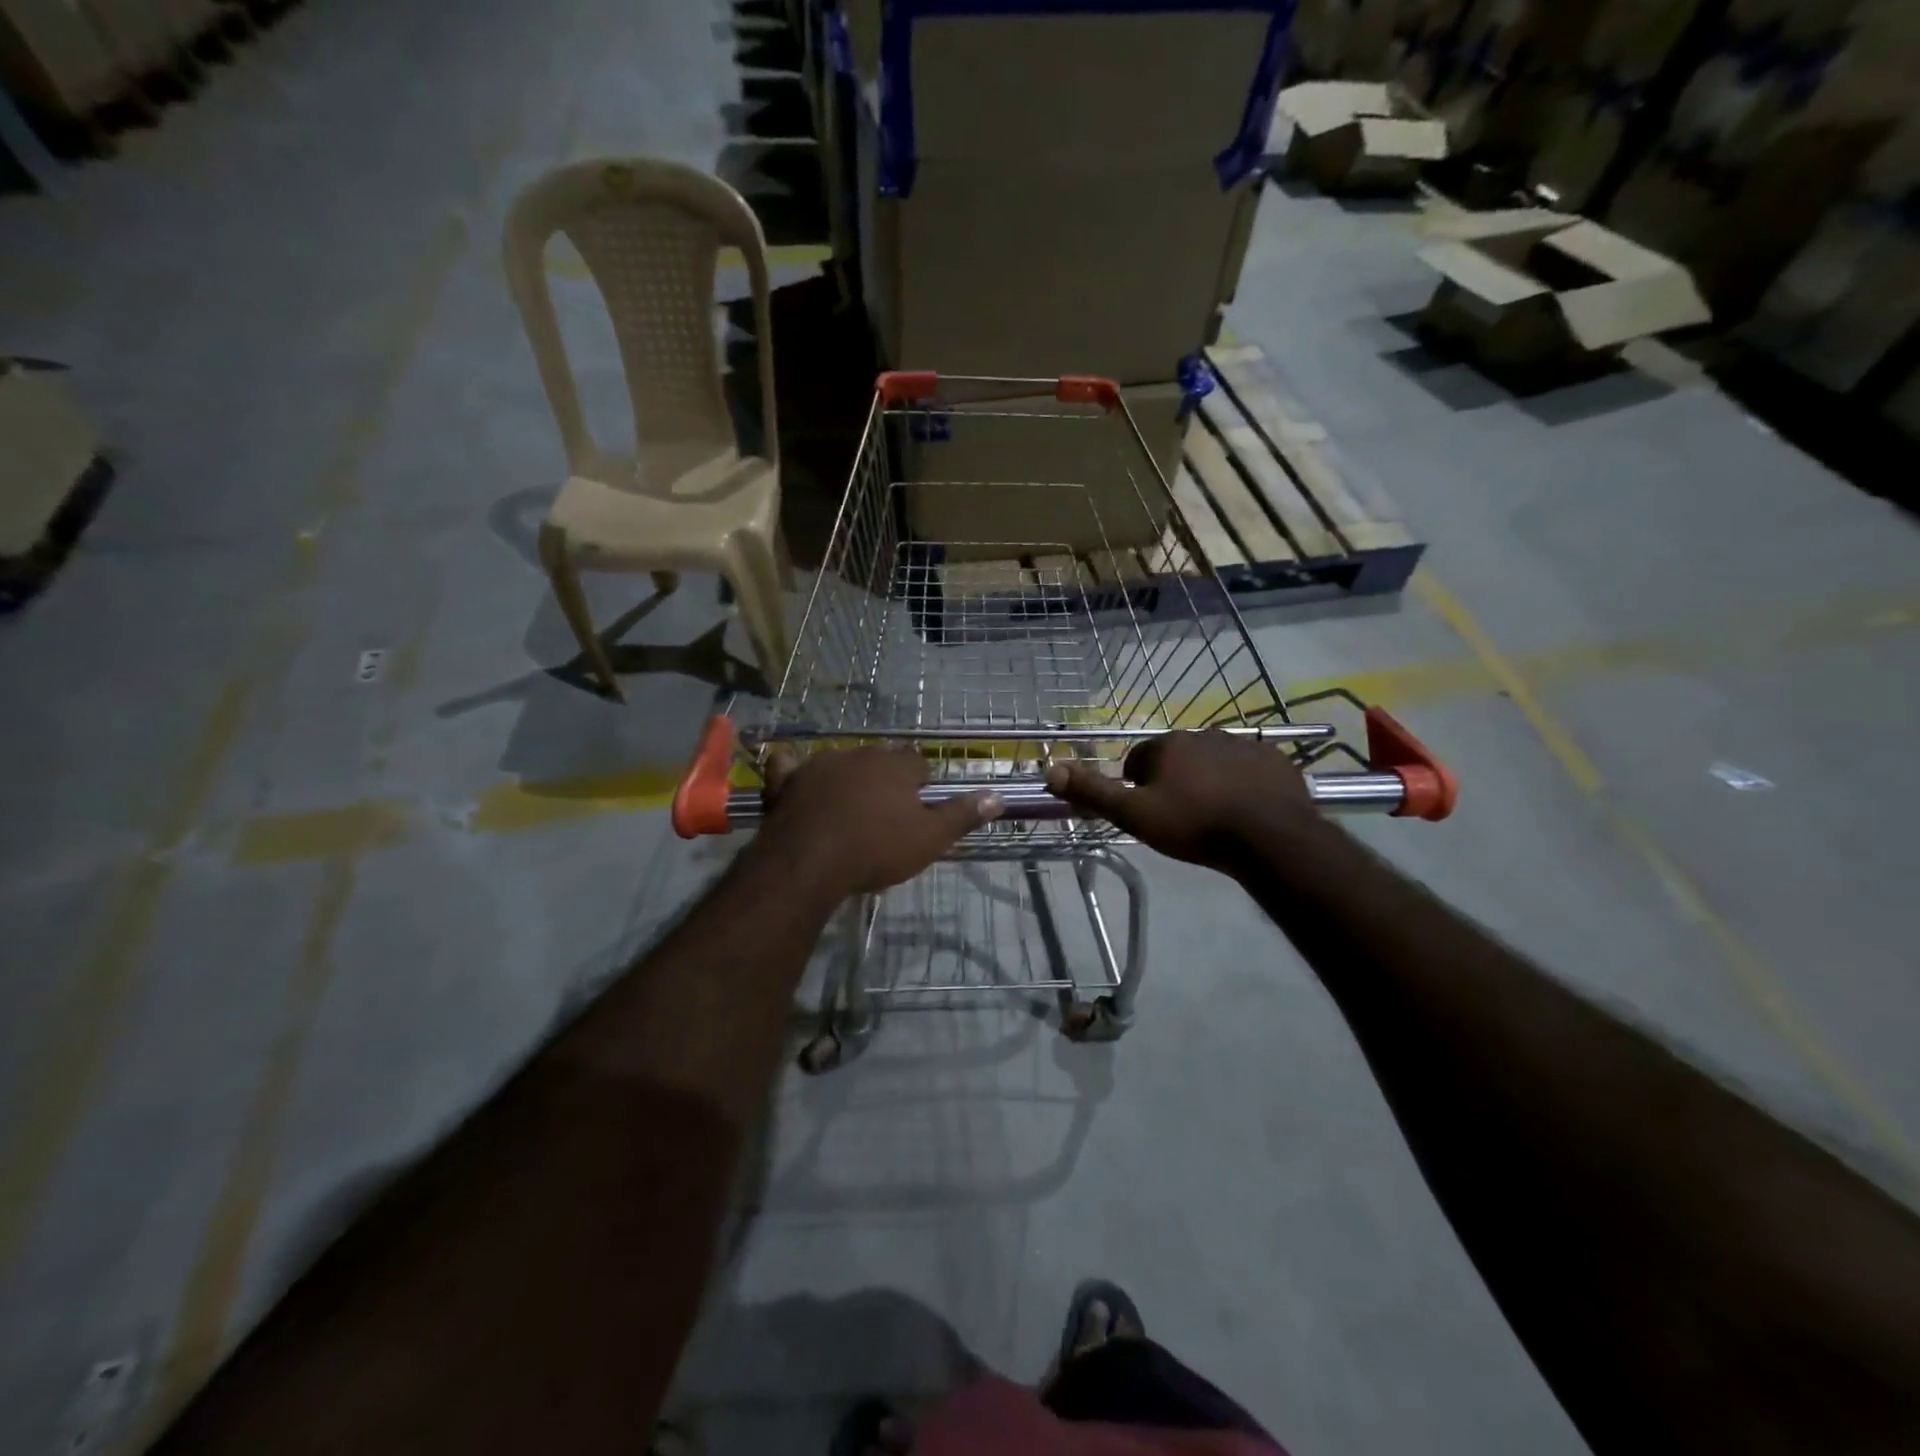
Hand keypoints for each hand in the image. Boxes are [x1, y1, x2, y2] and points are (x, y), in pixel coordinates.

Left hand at [754, 747, 1001, 899]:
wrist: (809, 862)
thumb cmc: (876, 849)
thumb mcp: (930, 839)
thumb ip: (963, 815)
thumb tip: (998, 796)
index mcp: (896, 764)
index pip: (919, 765)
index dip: (922, 787)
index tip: (919, 813)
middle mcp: (859, 754)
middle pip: (880, 763)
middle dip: (885, 783)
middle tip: (886, 819)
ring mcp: (819, 765)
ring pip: (840, 766)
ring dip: (847, 781)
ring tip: (848, 815)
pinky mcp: (787, 782)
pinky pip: (789, 768)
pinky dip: (794, 773)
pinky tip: (795, 781)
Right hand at [1044, 730, 1318, 871]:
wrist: (1269, 838)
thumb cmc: (1195, 825)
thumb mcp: (1135, 814)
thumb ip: (1093, 791)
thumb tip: (1051, 770)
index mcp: (1168, 745)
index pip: (1139, 760)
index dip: (1138, 786)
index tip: (1148, 812)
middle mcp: (1204, 734)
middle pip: (1178, 758)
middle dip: (1175, 781)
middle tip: (1181, 818)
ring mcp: (1243, 745)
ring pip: (1214, 762)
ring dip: (1209, 781)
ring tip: (1215, 816)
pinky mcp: (1274, 760)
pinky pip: (1249, 769)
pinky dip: (1243, 784)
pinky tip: (1246, 811)